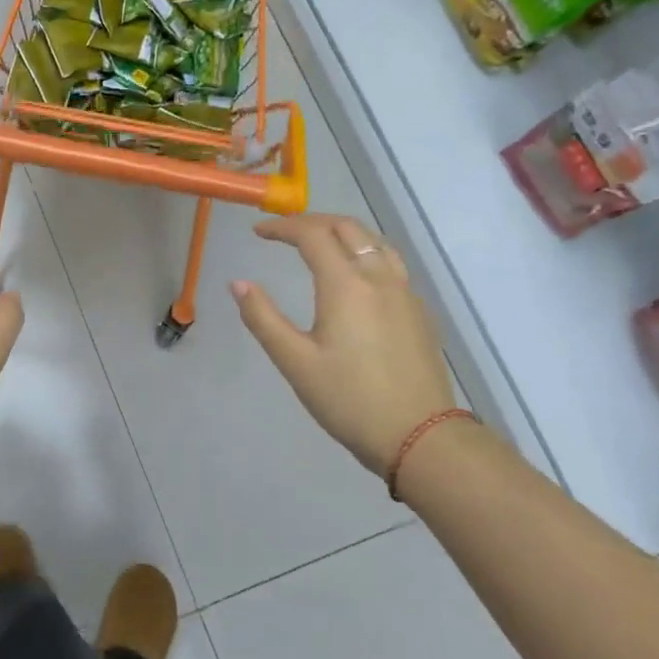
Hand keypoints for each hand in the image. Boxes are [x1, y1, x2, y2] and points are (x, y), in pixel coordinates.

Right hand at [231, 214, 457, 479]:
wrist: (420, 436)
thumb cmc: (349, 400)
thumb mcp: (295, 362)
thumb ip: (263, 318)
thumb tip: (238, 283)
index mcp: (346, 286)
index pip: (312, 235)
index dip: (282, 227)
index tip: (257, 232)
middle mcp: (379, 278)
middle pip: (347, 228)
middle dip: (312, 222)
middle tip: (283, 231)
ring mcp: (404, 293)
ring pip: (374, 241)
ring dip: (342, 232)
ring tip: (317, 243)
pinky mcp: (418, 311)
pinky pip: (389, 262)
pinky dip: (363, 251)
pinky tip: (353, 275)